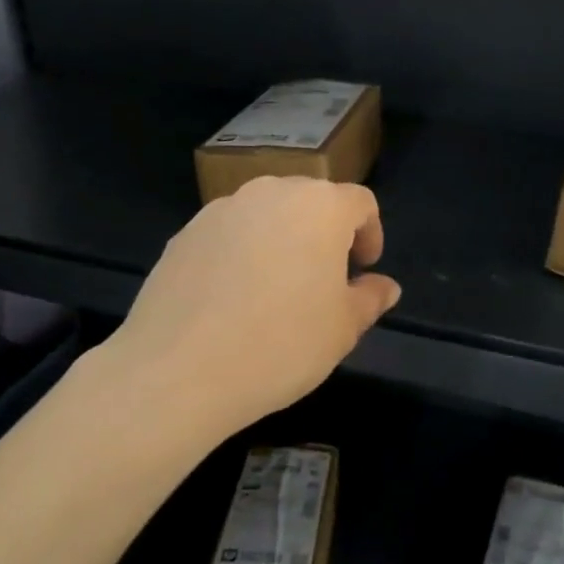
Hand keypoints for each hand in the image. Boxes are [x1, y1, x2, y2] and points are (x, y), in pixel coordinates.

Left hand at [104, 177, 401, 439]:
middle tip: (324, 280)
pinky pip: (228, 234)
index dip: (370, 233)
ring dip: (281, 241)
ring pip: (265, 215)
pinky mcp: (184, 233)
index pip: (359, 203)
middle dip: (324, 234)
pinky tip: (232, 299)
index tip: (363, 269)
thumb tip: (384, 286)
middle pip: (310, 202)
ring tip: (276, 290)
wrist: (180, 369)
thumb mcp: (343, 329)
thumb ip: (369, 299)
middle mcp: (270, 193)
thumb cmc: (281, 344)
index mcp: (319, 206)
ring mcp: (221, 210)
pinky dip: (241, 254)